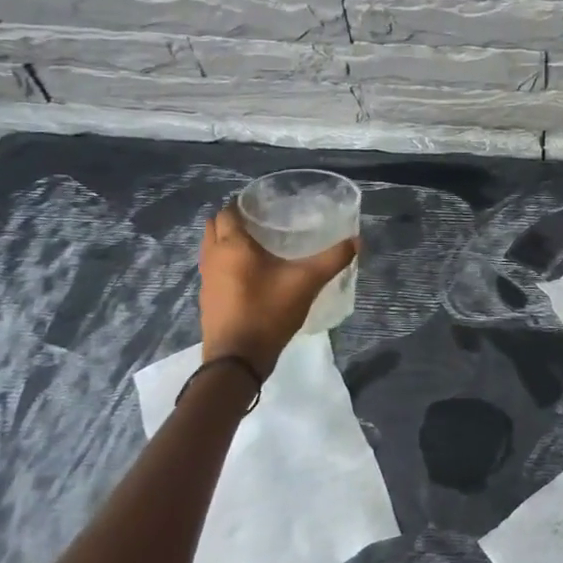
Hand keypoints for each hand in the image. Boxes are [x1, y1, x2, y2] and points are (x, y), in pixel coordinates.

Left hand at [198, 207, 357, 376]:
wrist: (237, 360)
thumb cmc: (268, 312)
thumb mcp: (307, 282)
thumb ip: (332, 259)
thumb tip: (356, 240)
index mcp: (232, 245)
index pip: (228, 211)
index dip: (243, 203)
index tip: (264, 204)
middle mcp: (213, 257)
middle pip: (215, 225)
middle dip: (232, 219)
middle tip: (260, 221)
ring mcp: (206, 279)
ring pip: (210, 248)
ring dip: (226, 241)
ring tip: (256, 245)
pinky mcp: (207, 298)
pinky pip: (213, 268)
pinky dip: (225, 262)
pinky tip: (249, 273)